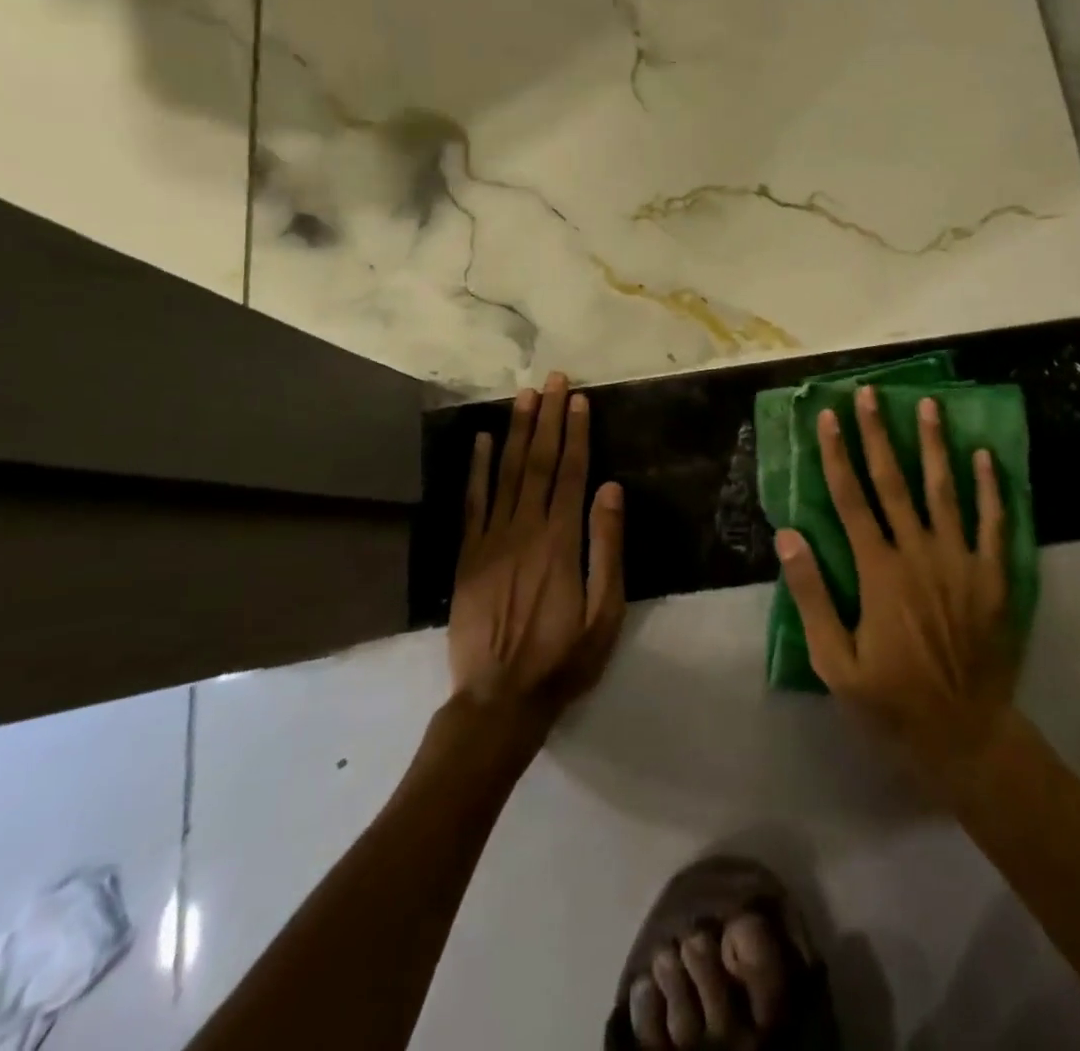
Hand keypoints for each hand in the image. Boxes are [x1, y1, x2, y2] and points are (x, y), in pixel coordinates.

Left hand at [450, 372, 625, 731]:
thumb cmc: (564, 658)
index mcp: (562, 541)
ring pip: (505, 473)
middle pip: (538, 462)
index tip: (578, 399)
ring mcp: (491, 540)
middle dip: (547, 418)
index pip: (571, 472)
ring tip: (523, 396)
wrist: (499, 699)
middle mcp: (525, 529)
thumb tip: (612, 489)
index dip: (575, 433)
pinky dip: (475, 469)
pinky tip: (480, 441)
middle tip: (552, 380)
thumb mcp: (605, 611)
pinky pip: (472, 502)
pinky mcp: (467, 555)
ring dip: (515, 431)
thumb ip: (608, 547)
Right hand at [777, 386, 1016, 785]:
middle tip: (869, 393)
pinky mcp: (993, 576)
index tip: (827, 417)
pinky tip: (985, 455)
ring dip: (933, 445)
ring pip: (944, 491)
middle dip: (877, 434)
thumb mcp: (835, 662)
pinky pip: (995, 523)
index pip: (850, 500)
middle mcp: (918, 554)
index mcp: (878, 572)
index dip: (836, 455)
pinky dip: (991, 488)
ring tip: (927, 404)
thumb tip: (788, 537)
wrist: (966, 734)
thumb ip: (812, 596)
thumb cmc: (892, 700)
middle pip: (894, 482)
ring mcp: (960, 561)